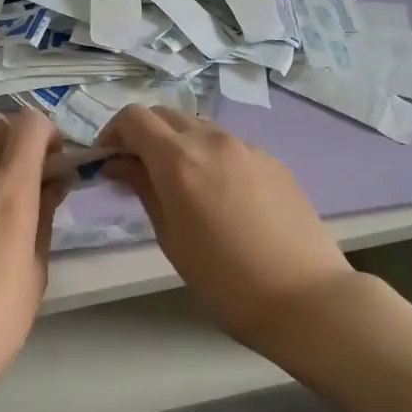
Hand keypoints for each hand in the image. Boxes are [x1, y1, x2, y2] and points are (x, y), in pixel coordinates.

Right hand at [99, 107, 356, 352]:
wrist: (304, 297)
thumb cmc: (224, 280)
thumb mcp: (171, 237)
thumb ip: (143, 189)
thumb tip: (120, 164)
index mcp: (179, 159)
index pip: (134, 117)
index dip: (112, 134)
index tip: (107, 163)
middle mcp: (213, 141)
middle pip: (166, 115)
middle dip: (143, 135)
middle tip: (137, 173)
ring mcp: (248, 147)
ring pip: (199, 128)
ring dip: (177, 144)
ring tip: (178, 186)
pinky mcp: (274, 161)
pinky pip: (230, 146)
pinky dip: (210, 157)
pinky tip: (219, 197)